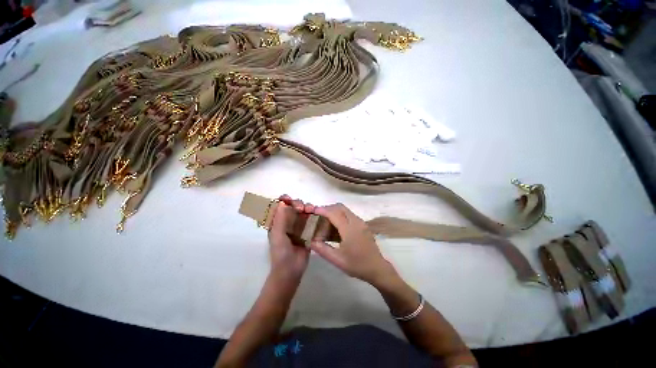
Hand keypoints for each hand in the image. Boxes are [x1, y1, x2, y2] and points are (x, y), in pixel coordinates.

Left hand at [267, 195, 312, 280]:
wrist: (291, 270)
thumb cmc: (281, 253)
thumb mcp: (278, 236)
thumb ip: (279, 219)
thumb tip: (282, 202)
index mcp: (277, 222)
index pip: (279, 206)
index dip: (283, 200)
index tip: (289, 199)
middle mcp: (288, 221)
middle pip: (293, 206)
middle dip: (297, 203)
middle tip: (302, 208)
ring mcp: (298, 226)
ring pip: (303, 211)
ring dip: (307, 207)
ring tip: (311, 210)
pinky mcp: (308, 230)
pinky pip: (311, 219)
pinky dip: (314, 215)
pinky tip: (316, 215)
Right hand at [310, 203, 395, 284]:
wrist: (377, 268)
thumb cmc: (357, 265)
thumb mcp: (337, 260)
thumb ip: (322, 249)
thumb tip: (310, 241)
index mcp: (349, 230)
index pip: (334, 213)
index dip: (323, 210)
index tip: (313, 211)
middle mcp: (356, 222)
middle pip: (340, 207)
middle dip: (328, 208)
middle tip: (318, 215)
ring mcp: (361, 222)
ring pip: (345, 210)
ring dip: (334, 212)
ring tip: (325, 221)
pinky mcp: (363, 225)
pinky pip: (349, 215)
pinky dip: (340, 216)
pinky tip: (335, 227)